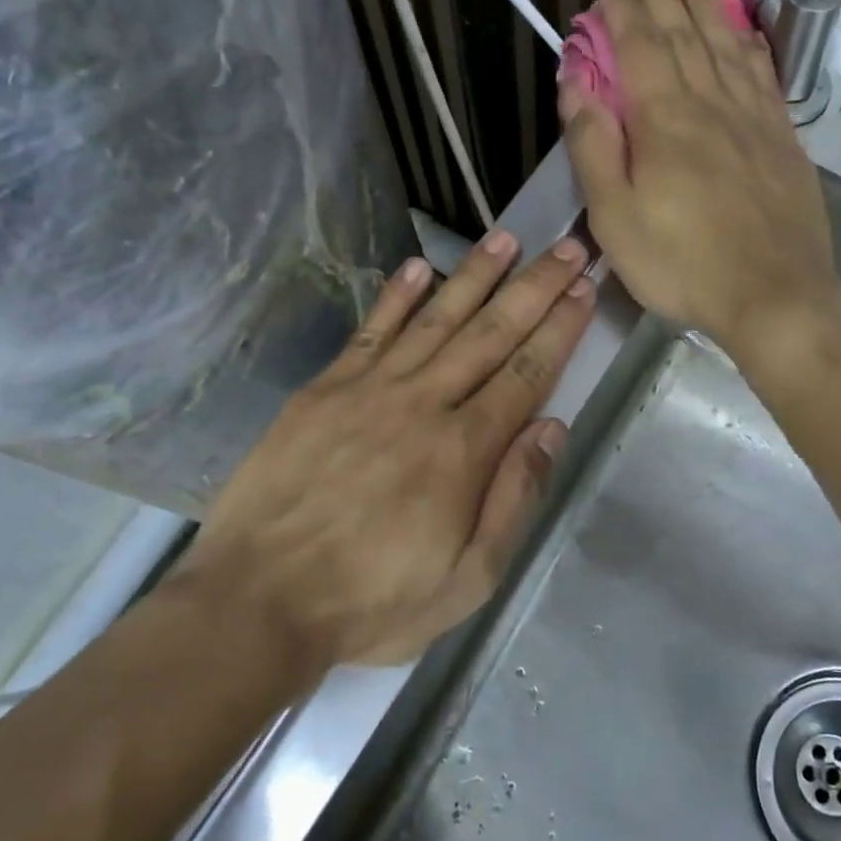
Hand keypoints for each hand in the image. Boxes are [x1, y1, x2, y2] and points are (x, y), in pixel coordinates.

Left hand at [184, 233, 594, 665]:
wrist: (257, 602)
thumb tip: (552, 428)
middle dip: (535, 287)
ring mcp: (369, 389)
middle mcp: (423, 404)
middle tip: (567, 247)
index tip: (584, 290)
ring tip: (508, 238)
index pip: (526, 374)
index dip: (559, 329)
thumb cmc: (372, 600)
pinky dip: (398, 296)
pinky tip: (420, 266)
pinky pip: (371, 330)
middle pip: (490, 333)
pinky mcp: (324, 389)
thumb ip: (513, 498)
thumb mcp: (467, 579)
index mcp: (463, 451)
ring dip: (476, 276)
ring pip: (436, 319)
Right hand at [560, 0, 840, 361]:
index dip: (622, 13)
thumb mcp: (615, 218)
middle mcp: (712, 105)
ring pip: (727, 46)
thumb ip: (593, 147)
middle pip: (685, 35)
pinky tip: (745, 35)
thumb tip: (574, 84)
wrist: (775, 296)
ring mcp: (755, 120)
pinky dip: (750, 46)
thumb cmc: (682, 265)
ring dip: (708, 7)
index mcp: (665, 121)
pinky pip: (764, 76)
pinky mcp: (783, 141)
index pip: (639, 48)